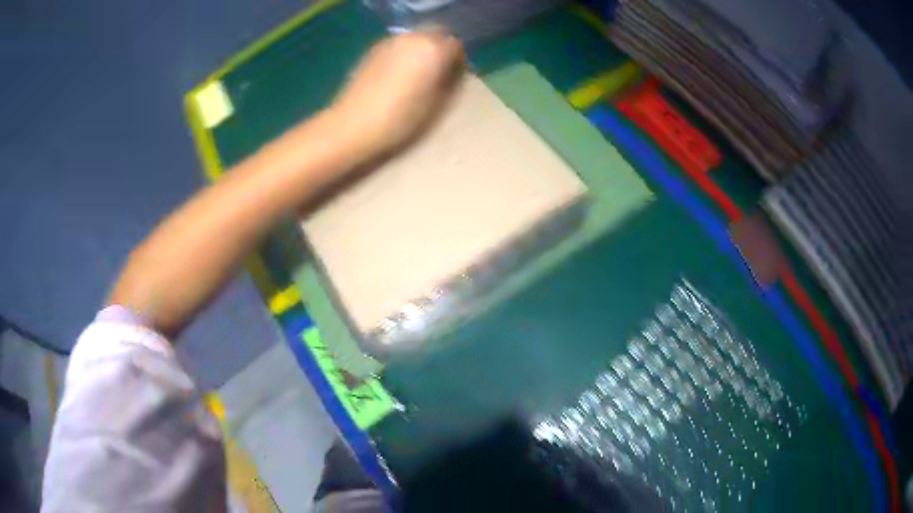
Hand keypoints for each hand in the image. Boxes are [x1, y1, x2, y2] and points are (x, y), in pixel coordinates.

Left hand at [330, 29, 464, 156]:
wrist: (353, 126)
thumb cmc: (401, 119)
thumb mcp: (437, 105)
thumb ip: (450, 81)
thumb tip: (452, 72)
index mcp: (433, 49)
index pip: (456, 46)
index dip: (458, 62)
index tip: (454, 79)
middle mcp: (413, 38)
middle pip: (436, 35)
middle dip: (440, 50)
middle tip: (438, 74)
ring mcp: (390, 42)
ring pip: (415, 38)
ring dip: (421, 50)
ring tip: (416, 75)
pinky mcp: (372, 50)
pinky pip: (398, 45)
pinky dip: (403, 54)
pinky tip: (396, 76)